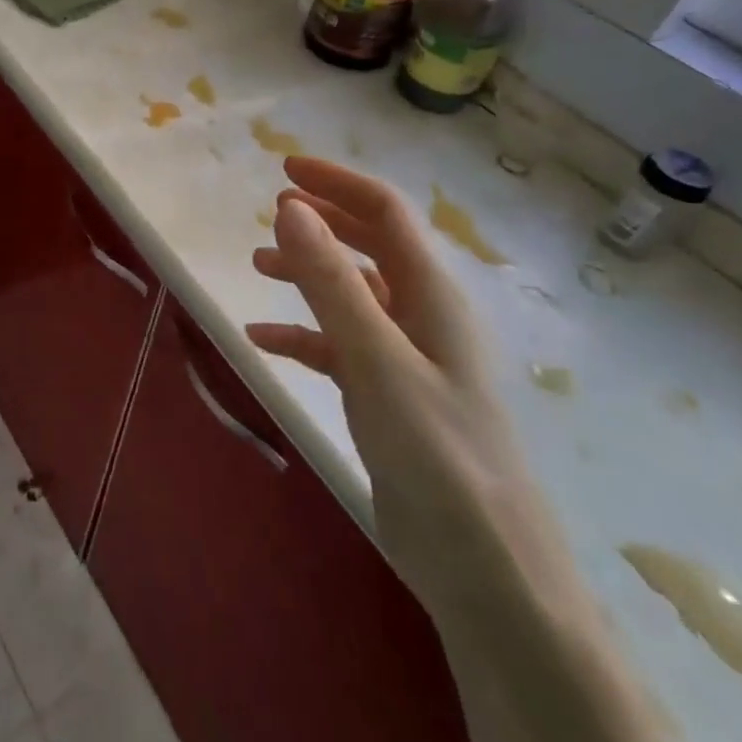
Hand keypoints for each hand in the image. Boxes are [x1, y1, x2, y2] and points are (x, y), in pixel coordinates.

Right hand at [247, 156, 570, 615]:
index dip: (338, 184)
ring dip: (307, 274)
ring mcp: (405, 360)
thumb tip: (290, 207)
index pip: (386, 213)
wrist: (485, 571)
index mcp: (432, 296)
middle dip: (323, 222)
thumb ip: (331, 281)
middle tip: (271, 210)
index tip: (283, 170)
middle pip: (370, 246)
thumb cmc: (437, 454)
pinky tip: (263, 340)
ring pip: (351, 295)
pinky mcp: (388, 399)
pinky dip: (302, 334)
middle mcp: (422, 317)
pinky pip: (338, 347)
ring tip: (257, 266)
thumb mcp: (376, 359)